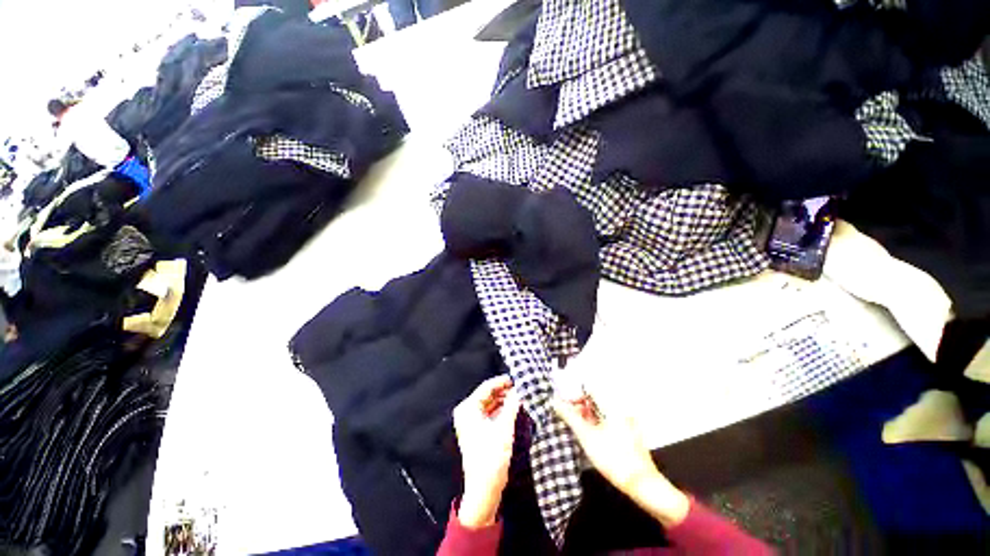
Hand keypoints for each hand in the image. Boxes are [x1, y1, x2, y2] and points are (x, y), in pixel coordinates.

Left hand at [453, 375, 520, 527]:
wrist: (484, 488)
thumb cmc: (491, 456)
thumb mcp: (504, 427)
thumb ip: (512, 405)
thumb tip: (520, 389)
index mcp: (468, 408)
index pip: (486, 387)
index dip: (503, 382)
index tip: (517, 379)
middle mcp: (466, 412)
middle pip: (488, 394)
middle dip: (504, 391)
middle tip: (521, 388)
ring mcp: (471, 421)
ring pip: (490, 403)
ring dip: (504, 400)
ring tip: (520, 397)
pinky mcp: (477, 430)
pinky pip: (490, 413)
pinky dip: (501, 410)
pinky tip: (513, 408)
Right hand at [552, 395, 689, 526]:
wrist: (641, 485)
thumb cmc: (613, 458)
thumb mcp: (586, 436)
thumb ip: (569, 417)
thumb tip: (555, 402)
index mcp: (612, 406)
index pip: (589, 389)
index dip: (575, 395)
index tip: (565, 405)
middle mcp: (621, 410)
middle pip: (595, 400)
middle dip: (580, 407)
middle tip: (569, 418)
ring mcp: (628, 422)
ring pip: (602, 412)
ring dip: (588, 417)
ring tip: (578, 428)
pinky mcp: (630, 434)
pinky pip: (610, 421)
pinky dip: (598, 424)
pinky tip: (593, 437)